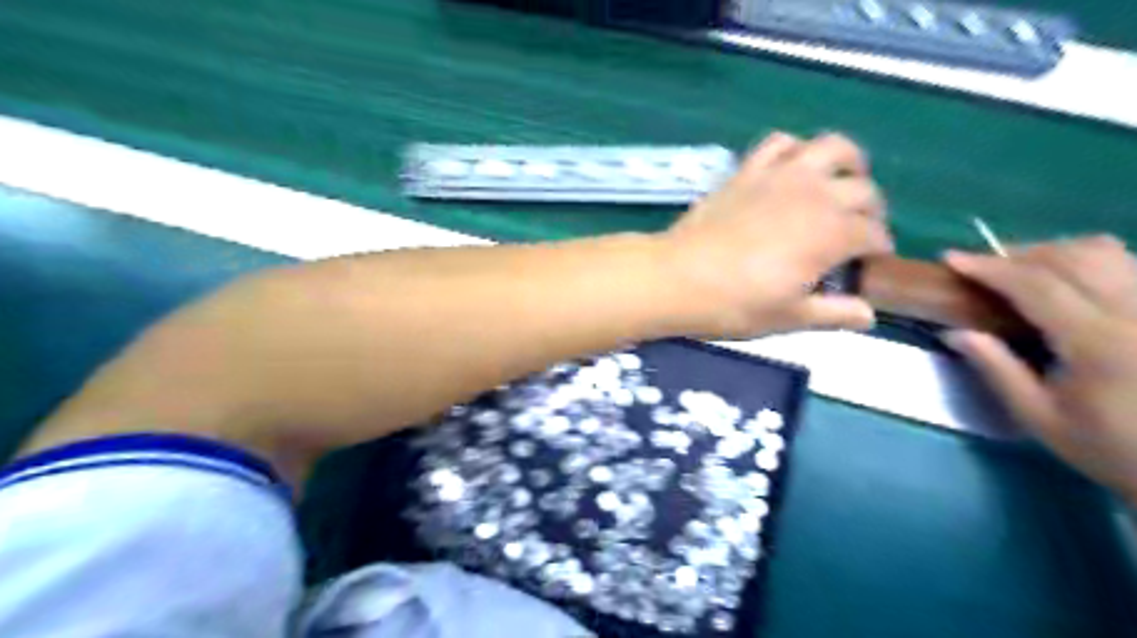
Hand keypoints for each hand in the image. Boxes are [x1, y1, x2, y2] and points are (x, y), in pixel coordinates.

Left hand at [664, 128, 890, 337]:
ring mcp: (781, 176)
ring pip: (832, 148)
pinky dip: (795, 149)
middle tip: (856, 232)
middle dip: (871, 212)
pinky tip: (792, 168)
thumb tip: (869, 315)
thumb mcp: (789, 318)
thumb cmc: (735, 304)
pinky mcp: (748, 170)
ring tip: (841, 183)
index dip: (878, 249)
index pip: (874, 234)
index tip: (869, 263)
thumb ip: (834, 314)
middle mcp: (815, 195)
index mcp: (832, 234)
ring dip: (847, 163)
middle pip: (864, 191)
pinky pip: (780, 143)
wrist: (678, 279)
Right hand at [947, 238, 1136, 505]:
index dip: (989, 267)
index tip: (951, 258)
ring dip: (1054, 252)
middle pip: (1072, 257)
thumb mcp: (1040, 417)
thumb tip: (954, 332)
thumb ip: (997, 369)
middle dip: (1019, 254)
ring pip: (1107, 253)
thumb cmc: (1111, 448)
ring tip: (1022, 270)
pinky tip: (1065, 280)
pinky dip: (1087, 261)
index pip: (1036, 285)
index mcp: (1098, 343)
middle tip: (983, 267)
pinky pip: (1128, 264)